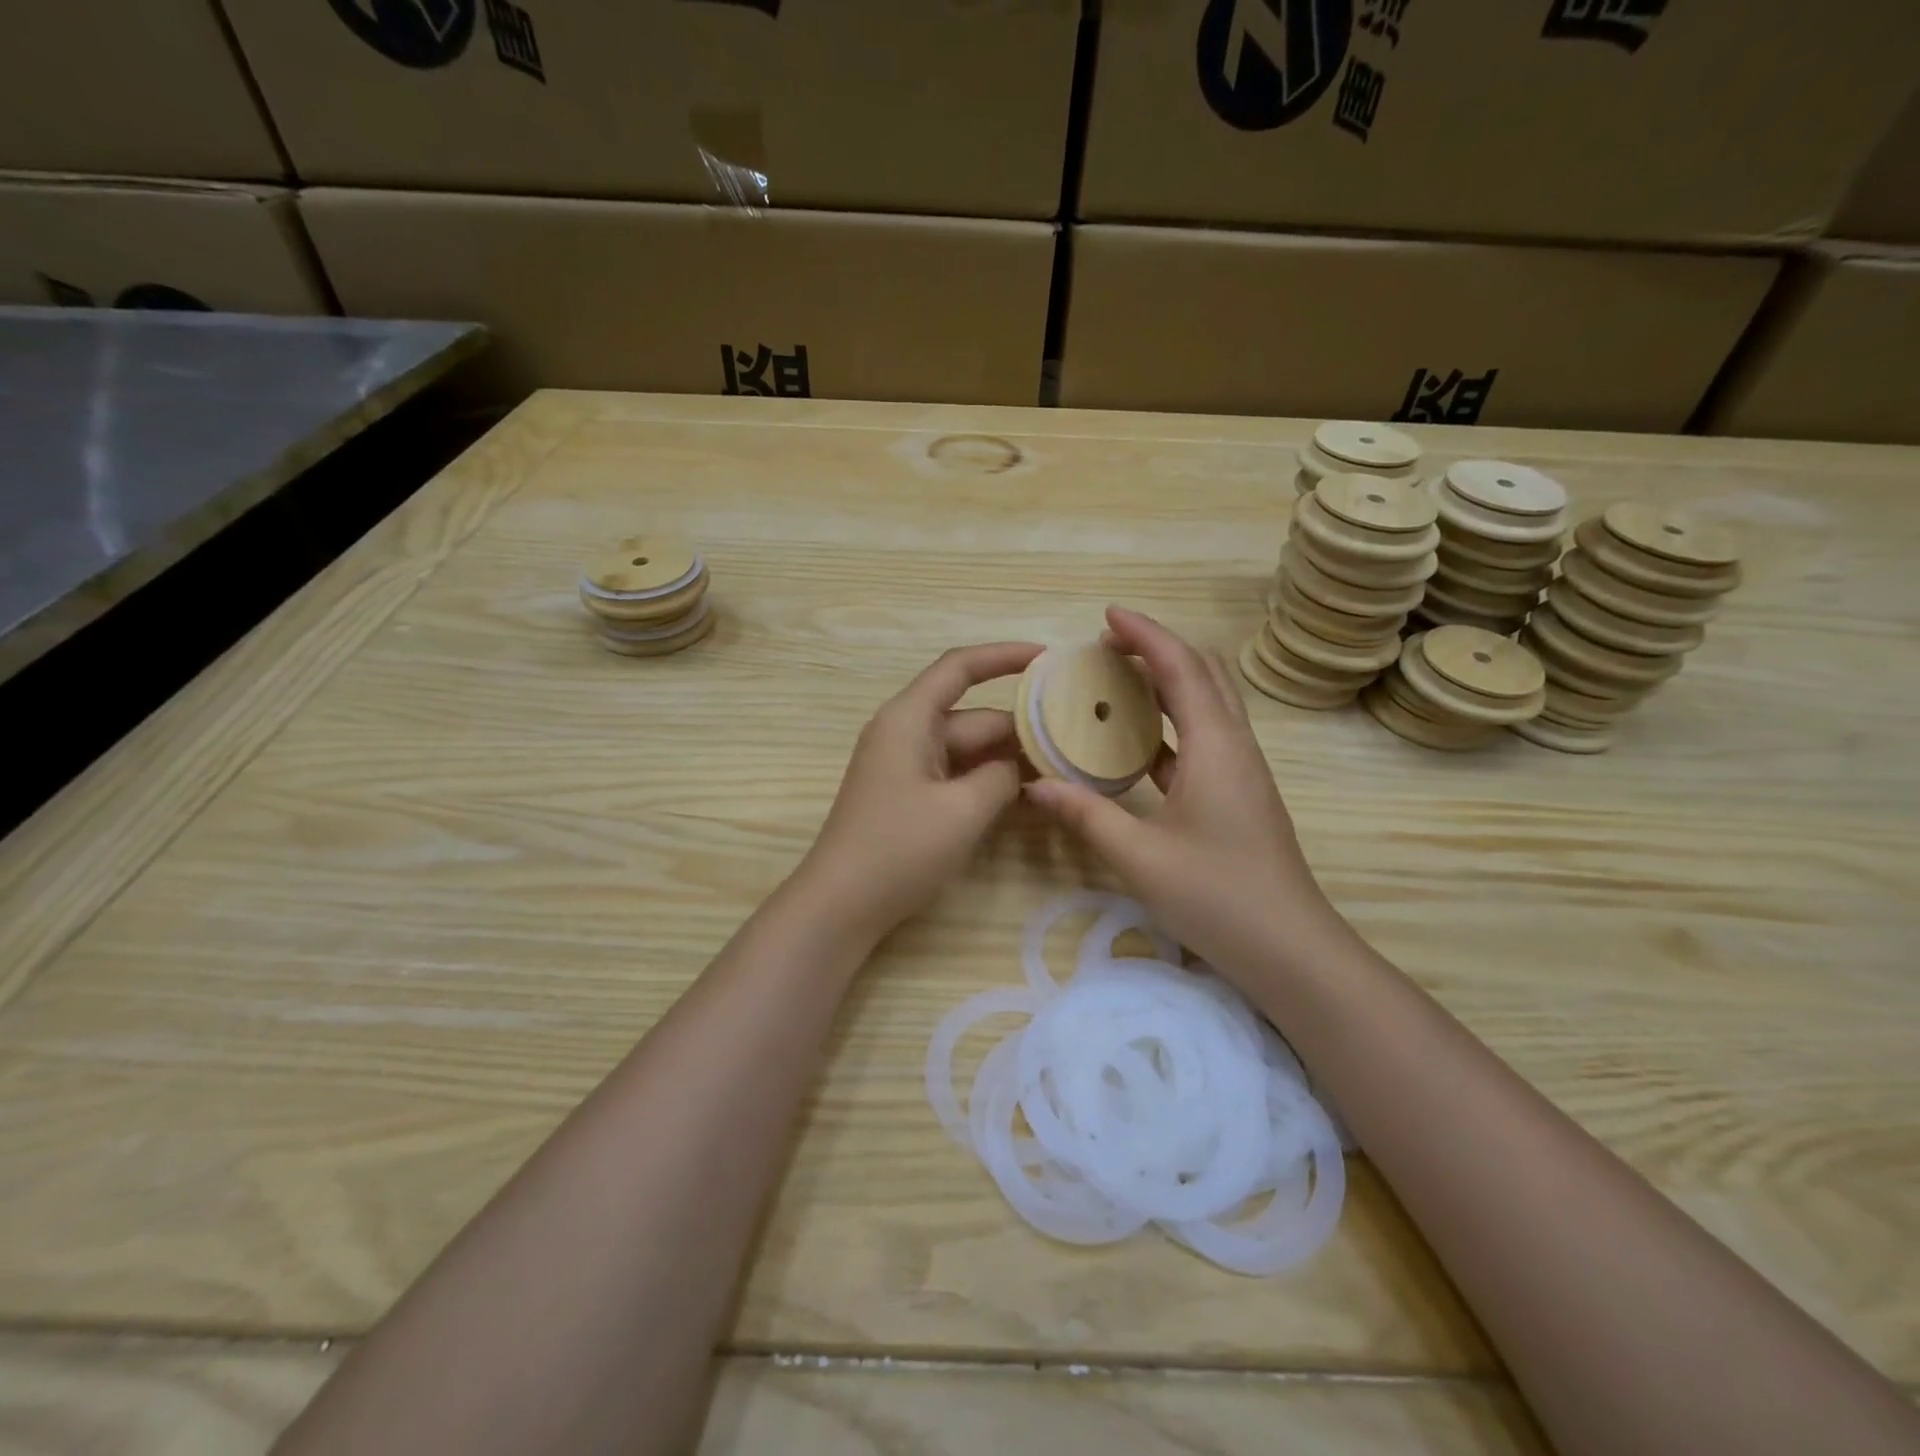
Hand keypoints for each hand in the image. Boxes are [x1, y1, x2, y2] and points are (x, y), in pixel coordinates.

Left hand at [798, 641, 1042, 943]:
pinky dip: (987, 782)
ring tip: (1062, 771)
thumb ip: (1002, 776)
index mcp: (909, 718)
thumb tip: (1018, 765)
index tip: (1049, 658)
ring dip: (1008, 760)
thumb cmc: (898, 849)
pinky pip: (956, 775)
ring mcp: (907, 765)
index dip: (1004, 656)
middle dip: (1021, 729)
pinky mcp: (910, 795)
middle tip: (1076, 744)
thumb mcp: (963, 810)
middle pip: (973, 716)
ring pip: (968, 749)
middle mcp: (906, 732)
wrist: (841, 905)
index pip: (960, 667)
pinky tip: (1027, 797)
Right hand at [1024, 607, 1334, 984]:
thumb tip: (1034, 785)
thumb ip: (1086, 815)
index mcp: (1215, 747)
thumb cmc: (1218, 897)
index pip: (1180, 668)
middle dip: (1157, 649)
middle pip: (1203, 673)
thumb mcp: (1140, 858)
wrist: (1291, 950)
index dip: (1145, 635)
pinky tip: (1137, 743)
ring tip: (1117, 684)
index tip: (1107, 616)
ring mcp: (1241, 771)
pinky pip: (1204, 738)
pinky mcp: (1239, 794)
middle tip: (1107, 648)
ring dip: (1167, 682)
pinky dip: (1171, 723)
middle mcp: (1234, 746)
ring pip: (1207, 704)